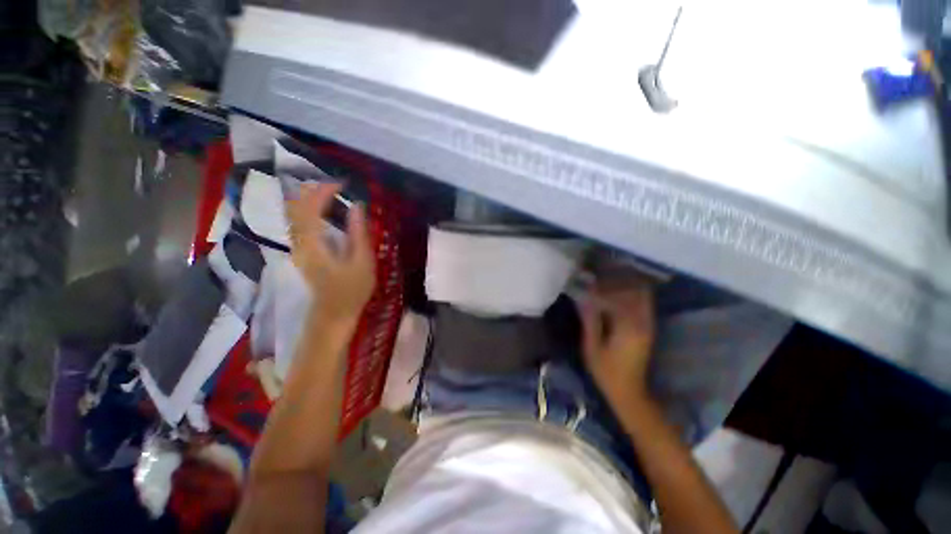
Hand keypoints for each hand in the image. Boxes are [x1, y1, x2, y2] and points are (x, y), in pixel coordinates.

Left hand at [287, 183, 375, 324]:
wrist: (334, 312)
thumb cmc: (353, 290)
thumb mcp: (363, 262)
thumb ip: (358, 233)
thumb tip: (357, 206)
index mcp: (314, 245)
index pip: (310, 208)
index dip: (324, 191)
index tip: (343, 184)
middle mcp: (299, 242)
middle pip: (296, 207)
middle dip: (314, 191)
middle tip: (337, 186)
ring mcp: (297, 247)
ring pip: (294, 213)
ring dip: (310, 198)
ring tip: (332, 193)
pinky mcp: (301, 250)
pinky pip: (299, 222)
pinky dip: (309, 209)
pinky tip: (324, 209)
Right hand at [581, 276, 655, 404]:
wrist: (629, 391)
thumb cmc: (606, 370)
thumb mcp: (592, 346)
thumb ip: (589, 320)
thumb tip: (584, 298)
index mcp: (627, 326)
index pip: (615, 297)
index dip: (599, 288)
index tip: (586, 284)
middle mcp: (642, 322)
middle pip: (632, 291)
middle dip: (615, 283)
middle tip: (597, 280)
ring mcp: (648, 325)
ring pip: (640, 296)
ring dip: (625, 288)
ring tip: (606, 285)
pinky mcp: (648, 328)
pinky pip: (643, 304)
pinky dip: (631, 296)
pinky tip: (618, 296)